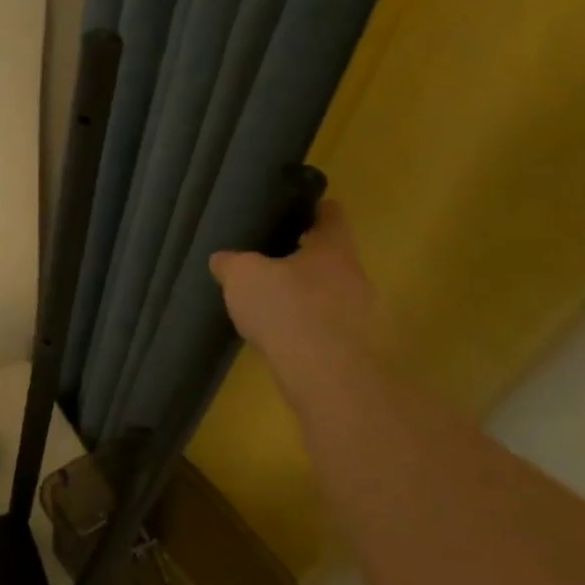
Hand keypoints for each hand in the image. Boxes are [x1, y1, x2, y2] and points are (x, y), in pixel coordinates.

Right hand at [209, 201, 384, 382]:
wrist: (331, 376)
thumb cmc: (288, 309)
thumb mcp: (244, 277)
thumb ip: (232, 263)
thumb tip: (223, 258)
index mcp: (332, 250)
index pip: (331, 217)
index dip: (315, 209)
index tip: (300, 207)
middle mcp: (355, 277)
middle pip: (330, 260)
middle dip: (304, 260)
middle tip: (271, 263)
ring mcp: (362, 317)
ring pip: (330, 297)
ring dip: (306, 300)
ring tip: (271, 307)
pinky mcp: (357, 352)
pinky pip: (327, 332)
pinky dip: (307, 332)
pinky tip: (282, 341)